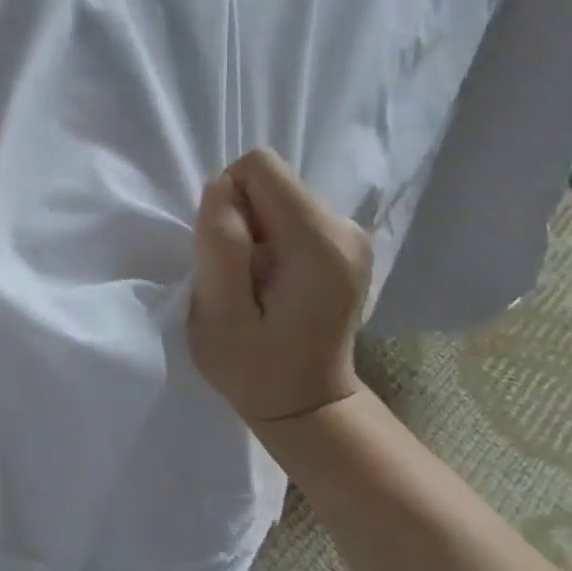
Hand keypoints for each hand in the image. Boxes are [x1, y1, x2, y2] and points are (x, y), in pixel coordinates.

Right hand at [189, 148, 373, 426]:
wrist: (307, 403)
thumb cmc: (255, 368)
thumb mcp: (219, 316)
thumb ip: (220, 246)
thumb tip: (220, 187)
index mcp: (320, 243)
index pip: (260, 167)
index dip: (229, 200)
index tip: (227, 251)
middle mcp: (346, 227)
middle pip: (271, 180)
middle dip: (241, 217)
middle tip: (240, 274)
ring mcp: (352, 234)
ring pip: (277, 194)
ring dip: (254, 229)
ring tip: (256, 281)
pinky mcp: (346, 241)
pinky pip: (289, 211)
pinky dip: (270, 237)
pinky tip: (273, 280)